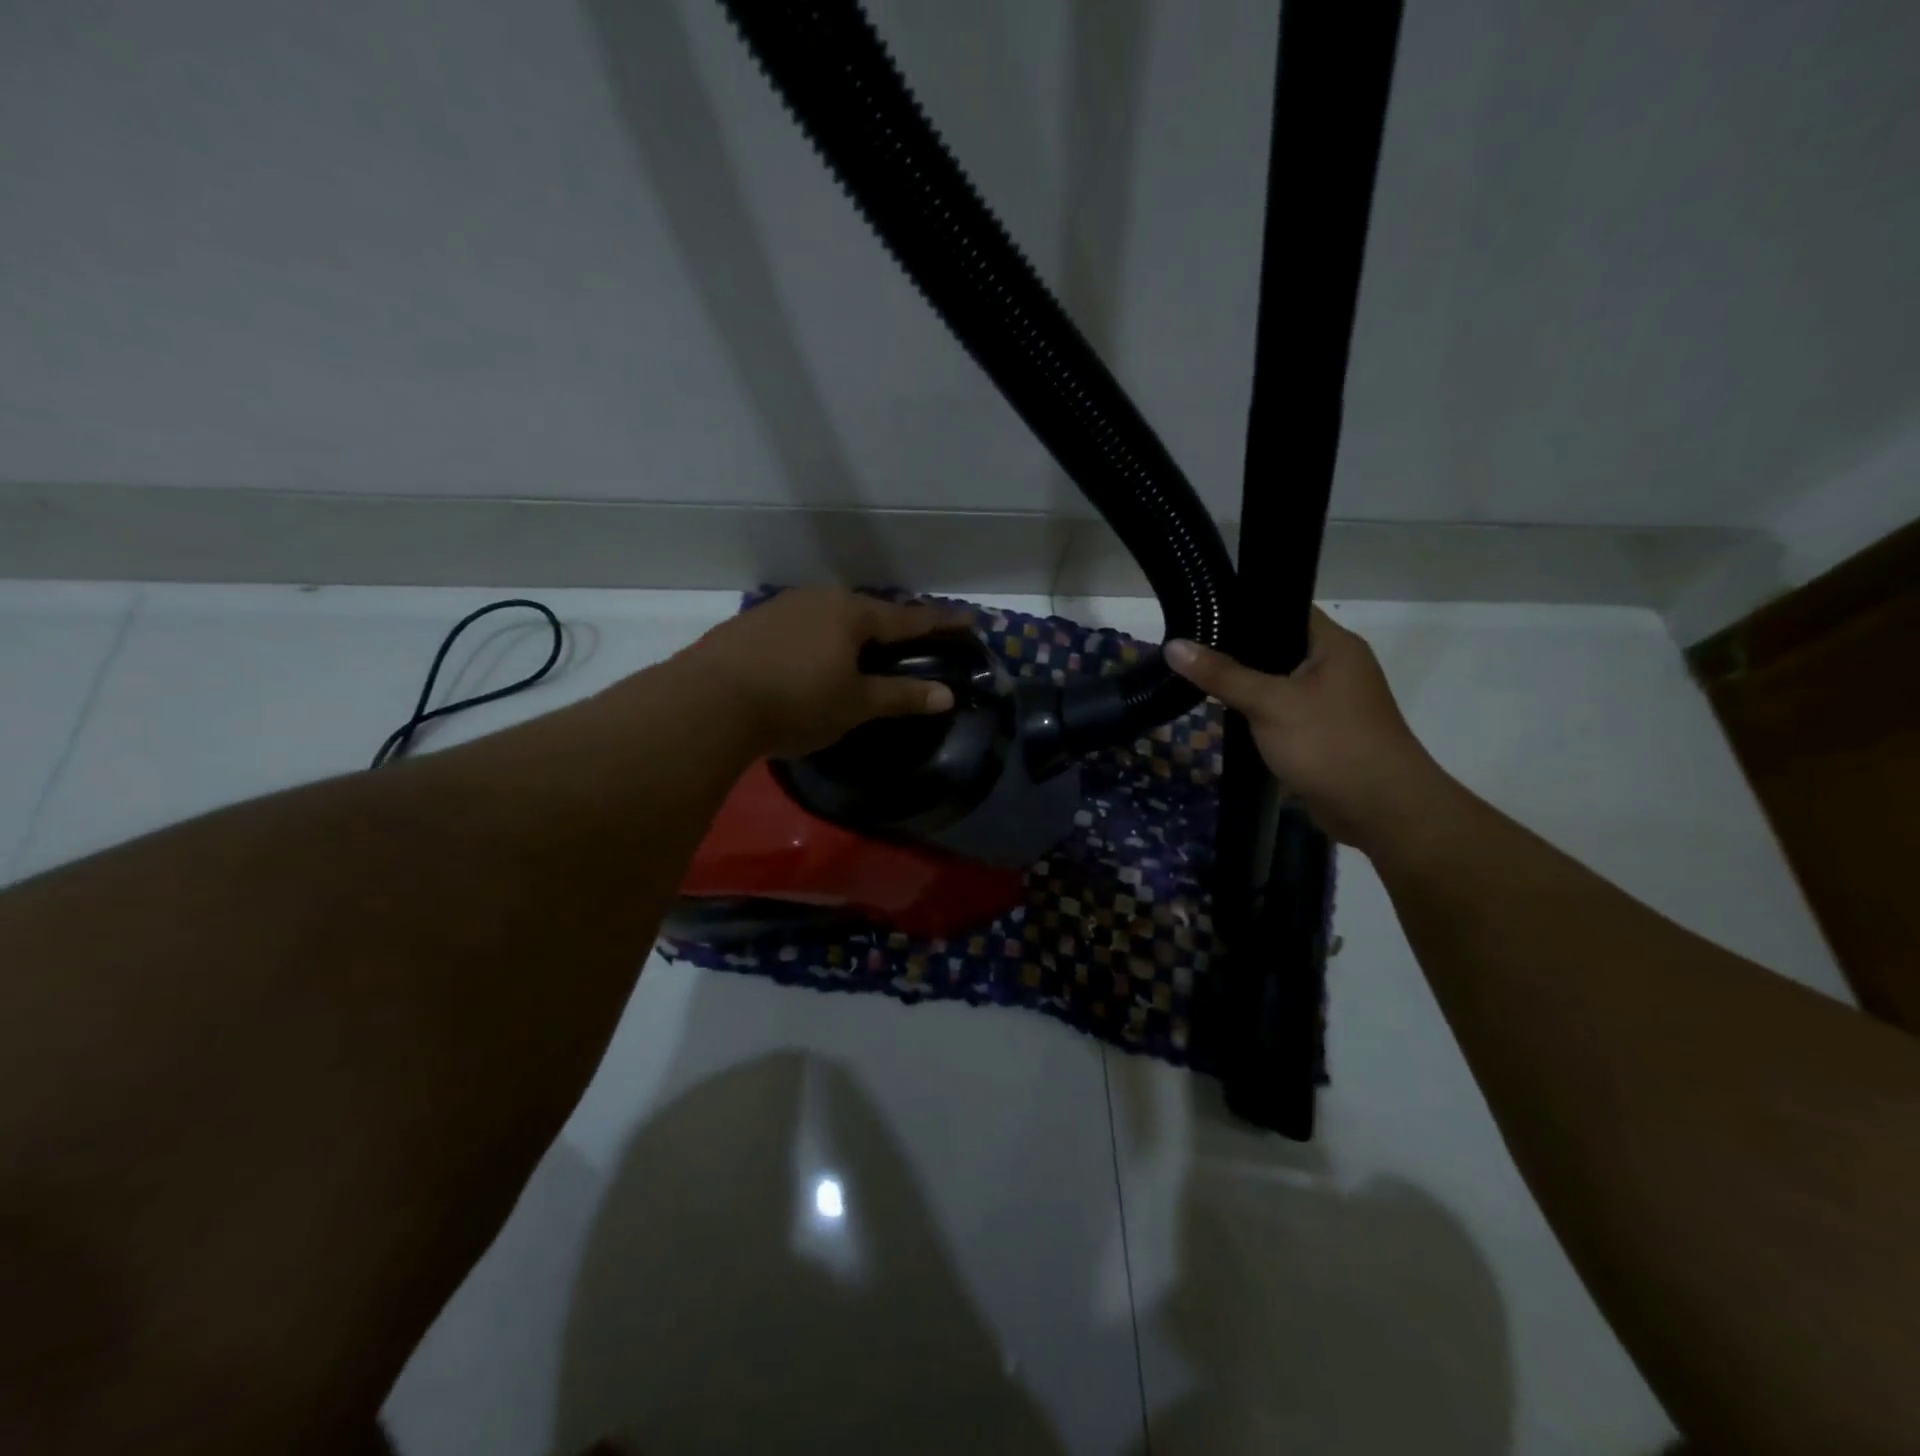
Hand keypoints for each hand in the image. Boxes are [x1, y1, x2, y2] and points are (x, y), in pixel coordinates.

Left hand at [679, 588, 963, 758]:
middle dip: (889, 626)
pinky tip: (807, 661)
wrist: (709, 701)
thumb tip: (946, 695)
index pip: (907, 618)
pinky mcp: (750, 625)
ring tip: (856, 653)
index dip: (939, 622)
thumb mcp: (855, 704)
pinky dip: (814, 642)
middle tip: (907, 642)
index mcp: (851, 614)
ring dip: (848, 633)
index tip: (967, 618)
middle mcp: (818, 600)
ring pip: (828, 617)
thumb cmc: (797, 701)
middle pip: (866, 612)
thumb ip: (901, 697)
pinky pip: (798, 628)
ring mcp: (780, 608)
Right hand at [1166, 608, 1447, 849]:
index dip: (1246, 607)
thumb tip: (1173, 646)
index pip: (1286, 608)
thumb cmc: (1329, 743)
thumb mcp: (1270, 703)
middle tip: (1189, 645)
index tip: (1202, 610)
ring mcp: (1330, 701)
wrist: (1380, 809)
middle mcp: (1336, 666)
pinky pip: (1282, 711)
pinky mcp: (1321, 732)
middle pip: (1277, 646)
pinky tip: (1224, 714)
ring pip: (1277, 682)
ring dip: (1245, 684)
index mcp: (1334, 645)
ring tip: (1196, 675)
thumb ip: (1222, 675)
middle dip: (1236, 649)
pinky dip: (1257, 712)